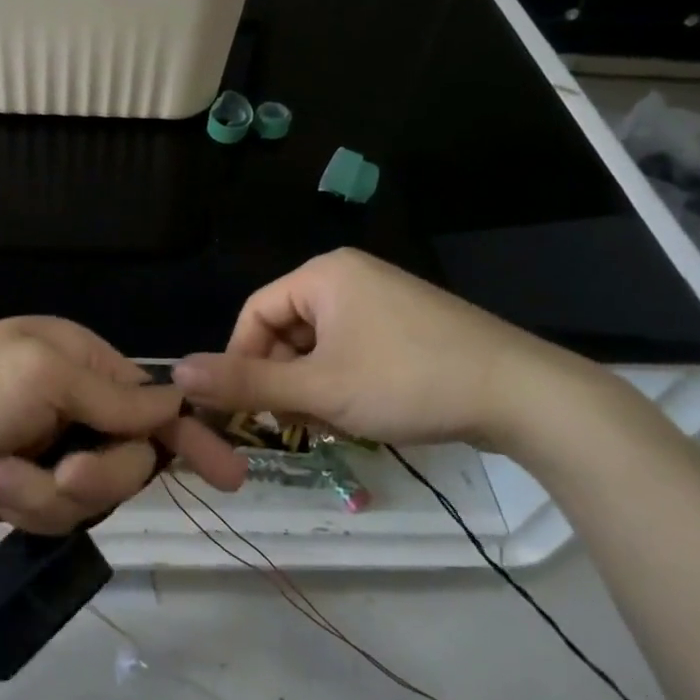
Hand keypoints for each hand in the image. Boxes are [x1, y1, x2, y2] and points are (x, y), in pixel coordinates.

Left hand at [0, 318, 245, 533]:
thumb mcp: (44, 376)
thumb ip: (114, 398)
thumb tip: (175, 405)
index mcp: (84, 364)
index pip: (155, 402)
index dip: (190, 435)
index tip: (229, 473)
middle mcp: (75, 407)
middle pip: (131, 458)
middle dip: (101, 474)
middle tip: (66, 473)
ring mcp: (51, 454)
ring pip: (95, 496)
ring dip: (49, 492)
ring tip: (1, 473)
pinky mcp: (26, 493)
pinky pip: (56, 516)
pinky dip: (24, 503)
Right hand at [173, 248, 598, 451]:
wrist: (522, 394)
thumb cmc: (408, 381)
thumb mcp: (319, 390)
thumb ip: (246, 384)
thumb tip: (176, 374)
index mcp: (323, 274)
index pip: (254, 313)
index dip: (241, 361)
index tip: (247, 409)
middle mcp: (349, 275)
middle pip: (286, 330)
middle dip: (284, 380)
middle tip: (299, 425)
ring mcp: (382, 299)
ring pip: (318, 345)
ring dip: (313, 387)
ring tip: (335, 423)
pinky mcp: (406, 324)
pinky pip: (351, 349)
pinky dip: (344, 382)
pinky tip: (362, 412)